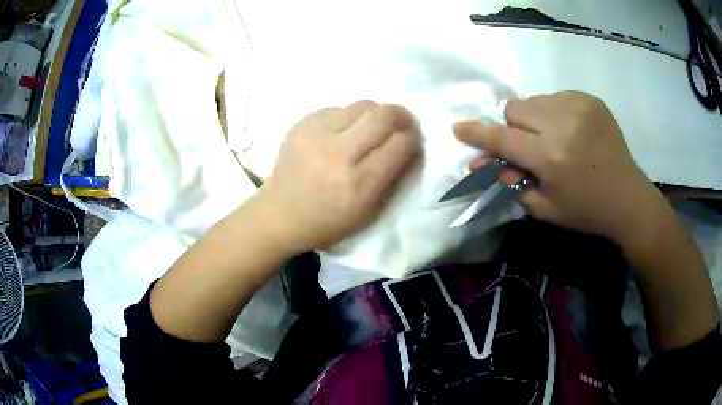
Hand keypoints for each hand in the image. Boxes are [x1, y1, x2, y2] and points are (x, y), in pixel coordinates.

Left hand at [258, 100, 420, 254]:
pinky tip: (344, 131)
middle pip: (383, 115)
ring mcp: (316, 135)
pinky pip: (337, 108)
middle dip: (401, 115)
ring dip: (375, 113)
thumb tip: (410, 146)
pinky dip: (349, 117)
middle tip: (403, 122)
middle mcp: (337, 154)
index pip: (400, 144)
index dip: (413, 138)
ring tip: (373, 126)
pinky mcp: (301, 125)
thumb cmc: (328, 222)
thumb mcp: (370, 213)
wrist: (280, 214)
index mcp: (358, 184)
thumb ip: (394, 178)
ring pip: (362, 105)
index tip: (413, 139)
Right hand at [453, 91, 664, 243]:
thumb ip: (510, 182)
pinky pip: (556, 97)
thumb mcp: (544, 207)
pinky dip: (555, 112)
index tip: (458, 128)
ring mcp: (578, 106)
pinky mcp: (590, 99)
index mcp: (550, 157)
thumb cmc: (586, 210)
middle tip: (529, 146)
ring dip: (534, 118)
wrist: (628, 197)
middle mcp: (562, 124)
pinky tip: (571, 131)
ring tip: (554, 139)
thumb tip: (479, 162)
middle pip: (515, 109)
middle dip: (514, 127)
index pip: (502, 138)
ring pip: (534, 100)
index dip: (478, 133)